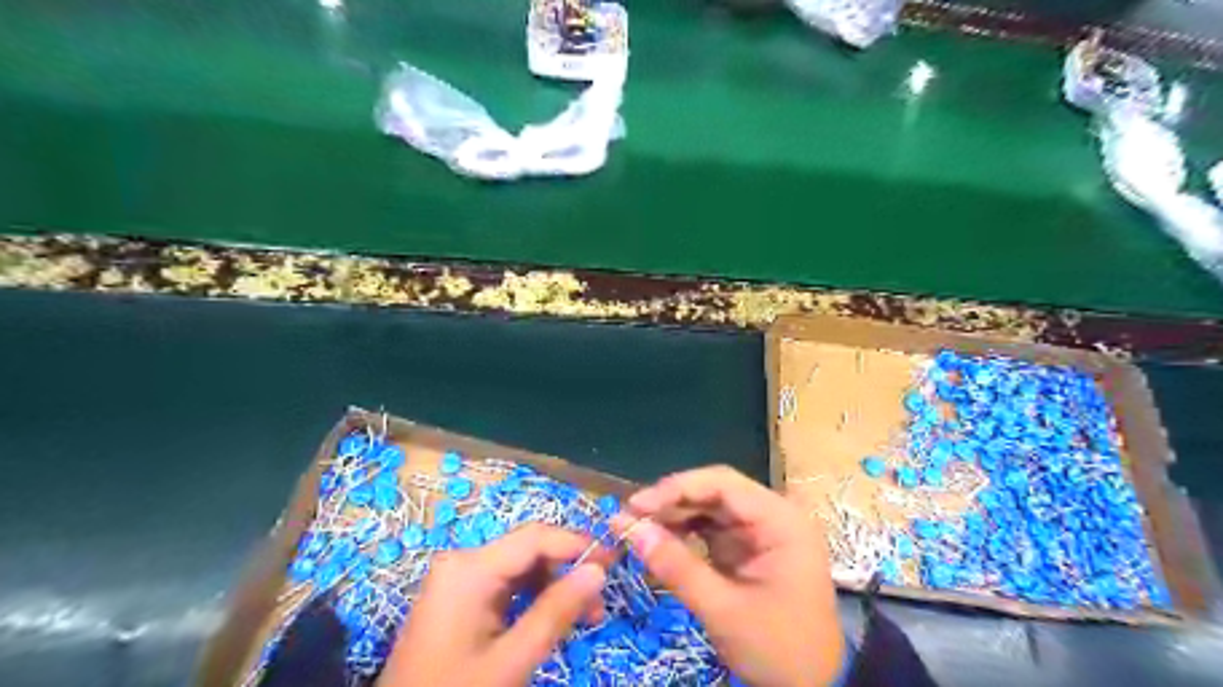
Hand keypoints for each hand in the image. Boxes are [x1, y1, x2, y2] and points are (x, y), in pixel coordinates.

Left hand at [380, 523, 605, 683]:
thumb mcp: (511, 660)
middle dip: (566, 571)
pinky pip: (504, 585)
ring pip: (519, 568)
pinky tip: (550, 619)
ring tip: (583, 617)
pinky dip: (531, 598)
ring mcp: (457, 579)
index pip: (535, 538)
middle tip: (599, 604)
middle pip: (528, 551)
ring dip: (553, 587)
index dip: (578, 545)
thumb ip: (556, 612)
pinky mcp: (457, 598)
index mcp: (470, 568)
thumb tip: (598, 570)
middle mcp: (462, 562)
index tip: (614, 562)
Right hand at [613, 464, 842, 683]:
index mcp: (780, 520)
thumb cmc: (779, 649)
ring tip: (638, 530)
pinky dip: (684, 535)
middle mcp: (773, 516)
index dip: (676, 488)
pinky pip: (711, 530)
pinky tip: (660, 543)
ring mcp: (761, 532)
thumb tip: (628, 528)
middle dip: (671, 503)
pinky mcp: (749, 549)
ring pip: (709, 509)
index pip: (722, 484)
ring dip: (674, 517)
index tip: (637, 505)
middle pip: (715, 492)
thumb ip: (677, 567)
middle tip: (629, 519)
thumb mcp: (724, 610)